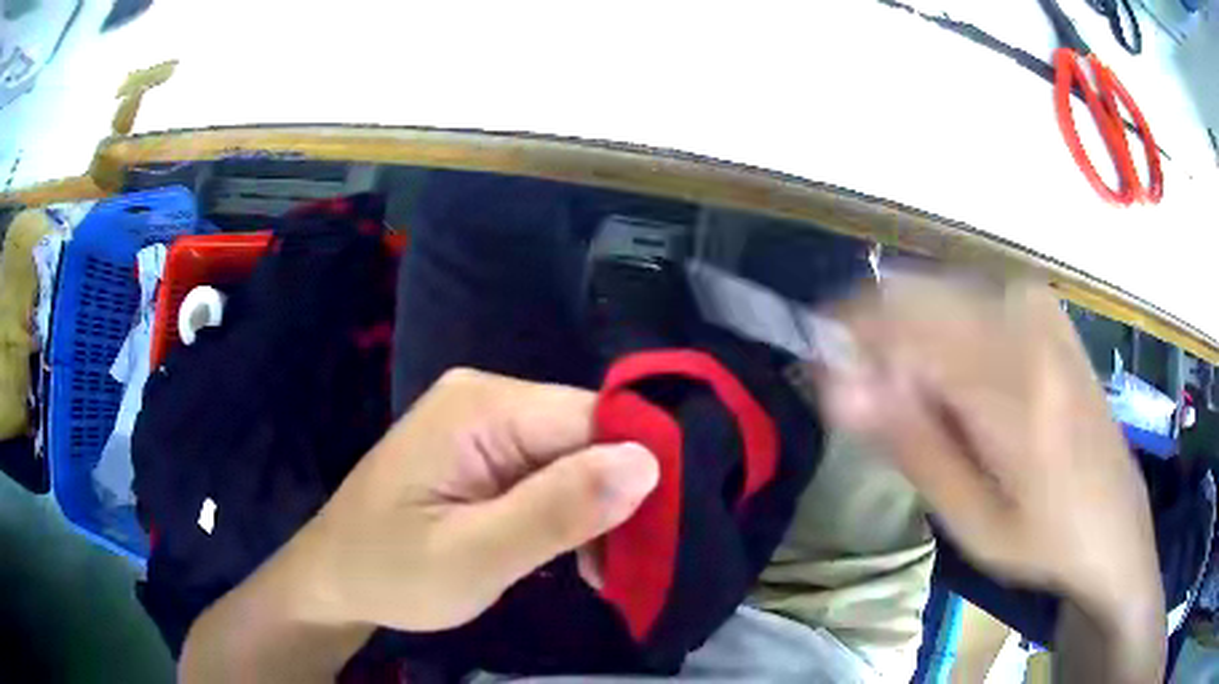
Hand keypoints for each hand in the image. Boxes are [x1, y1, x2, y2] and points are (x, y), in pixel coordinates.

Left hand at [275, 368, 658, 631]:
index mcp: (481, 408)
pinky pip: (549, 471)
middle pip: (588, 435)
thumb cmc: (392, 572)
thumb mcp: (473, 557)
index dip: (637, 473)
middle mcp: (487, 397)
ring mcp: (483, 421)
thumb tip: (647, 462)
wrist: (335, 578)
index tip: (656, 537)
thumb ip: (556, 511)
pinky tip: (568, 553)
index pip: (595, 418)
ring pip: (575, 456)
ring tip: (594, 572)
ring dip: (592, 513)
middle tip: (618, 569)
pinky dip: (567, 513)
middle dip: (613, 500)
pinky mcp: (483, 450)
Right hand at [816, 276, 1162, 668]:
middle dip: (874, 340)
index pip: (898, 321)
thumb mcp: (972, 520)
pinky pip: (967, 298)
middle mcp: (1025, 321)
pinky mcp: (1044, 309)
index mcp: (1013, 382)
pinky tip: (959, 386)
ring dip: (908, 341)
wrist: (1116, 523)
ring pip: (935, 293)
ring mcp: (1038, 307)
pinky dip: (941, 333)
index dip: (845, 342)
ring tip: (921, 409)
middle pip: (913, 294)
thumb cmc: (1045, 538)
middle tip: (871, 405)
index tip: (823, 380)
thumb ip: (911, 444)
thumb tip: (839, 385)